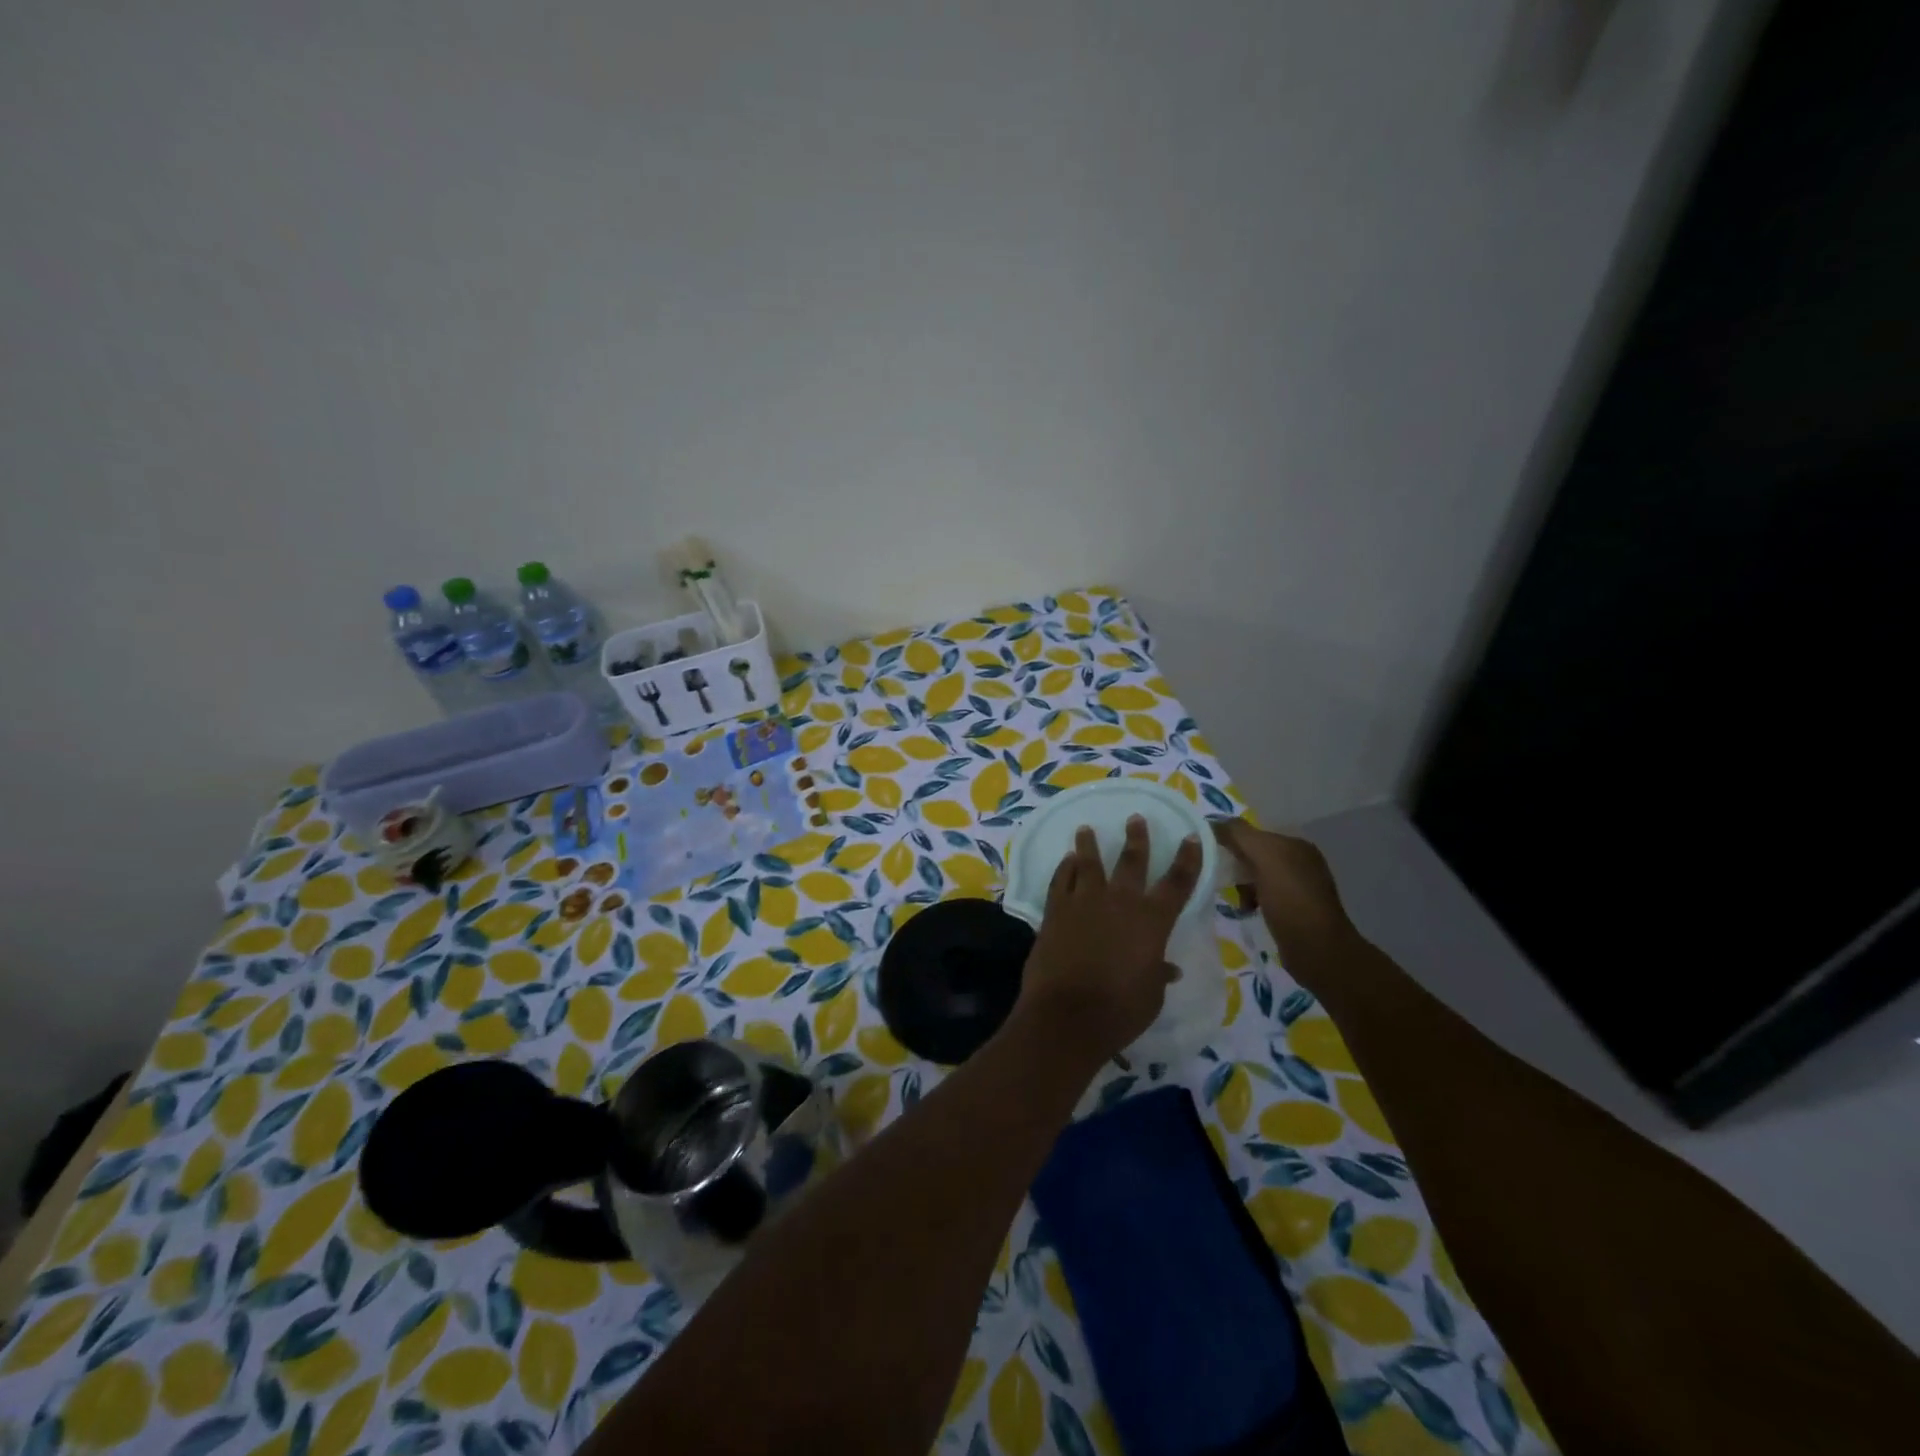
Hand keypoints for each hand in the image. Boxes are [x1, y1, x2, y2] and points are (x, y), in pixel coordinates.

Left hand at [1016, 815, 1202, 1064]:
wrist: (1068, 1014)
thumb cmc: (1120, 1009)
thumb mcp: (1151, 995)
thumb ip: (1158, 973)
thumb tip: (1167, 968)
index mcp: (1153, 920)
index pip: (1177, 882)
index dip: (1187, 859)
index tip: (1190, 837)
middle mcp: (1121, 901)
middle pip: (1132, 861)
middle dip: (1136, 838)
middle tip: (1135, 818)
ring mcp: (1084, 902)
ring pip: (1089, 863)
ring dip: (1089, 845)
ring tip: (1086, 829)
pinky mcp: (1055, 910)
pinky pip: (1060, 880)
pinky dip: (1064, 868)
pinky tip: (1066, 861)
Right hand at [1211, 819, 1353, 954]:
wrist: (1318, 951)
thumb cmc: (1291, 901)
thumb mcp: (1265, 858)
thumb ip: (1239, 835)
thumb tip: (1212, 822)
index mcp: (1295, 844)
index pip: (1253, 832)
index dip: (1229, 839)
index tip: (1207, 854)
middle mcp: (1299, 861)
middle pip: (1253, 853)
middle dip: (1235, 864)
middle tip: (1220, 879)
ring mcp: (1297, 886)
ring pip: (1256, 875)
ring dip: (1242, 885)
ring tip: (1237, 900)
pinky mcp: (1293, 910)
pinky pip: (1262, 895)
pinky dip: (1251, 900)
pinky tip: (1247, 910)